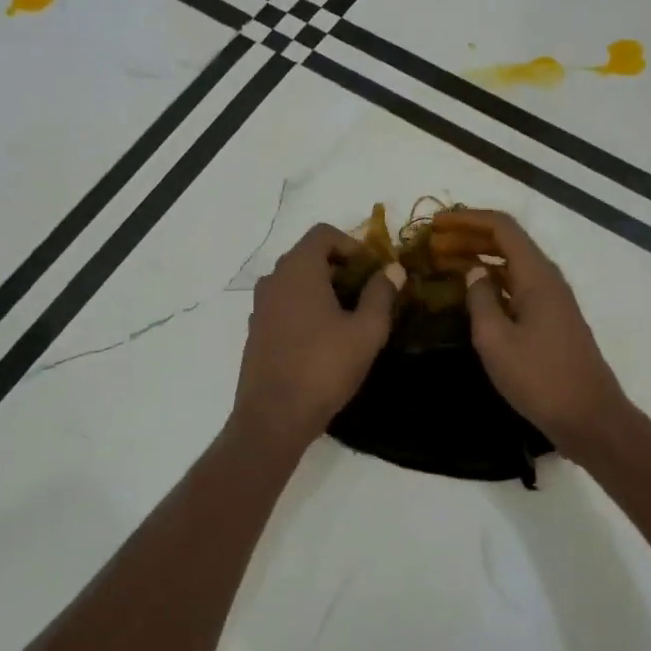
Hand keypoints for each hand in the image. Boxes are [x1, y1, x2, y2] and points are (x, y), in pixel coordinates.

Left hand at [231, 223, 399, 451]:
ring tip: (350, 319)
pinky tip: (324, 340)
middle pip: (309, 256)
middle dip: (341, 268)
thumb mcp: (366, 331)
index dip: (353, 245)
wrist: (274, 416)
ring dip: (323, 290)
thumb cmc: (324, 367)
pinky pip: (285, 305)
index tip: (373, 271)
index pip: (323, 234)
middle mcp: (274, 280)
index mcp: (298, 270)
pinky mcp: (256, 331)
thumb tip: (393, 269)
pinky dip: (305, 308)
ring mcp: (260, 306)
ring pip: (296, 282)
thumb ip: (381, 294)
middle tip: (368, 295)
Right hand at [430, 210, 630, 454]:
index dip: (467, 219)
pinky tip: (471, 294)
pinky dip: (491, 283)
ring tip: (444, 264)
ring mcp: (552, 301)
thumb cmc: (539, 377)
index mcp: (536, 276)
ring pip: (512, 266)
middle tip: (433, 245)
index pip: (501, 227)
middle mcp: (547, 279)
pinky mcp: (551, 321)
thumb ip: (479, 299)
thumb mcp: (495, 340)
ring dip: (479, 259)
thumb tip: (473, 273)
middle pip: (507, 243)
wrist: (589, 417)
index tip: (435, 224)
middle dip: (469, 237)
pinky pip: (517, 287)